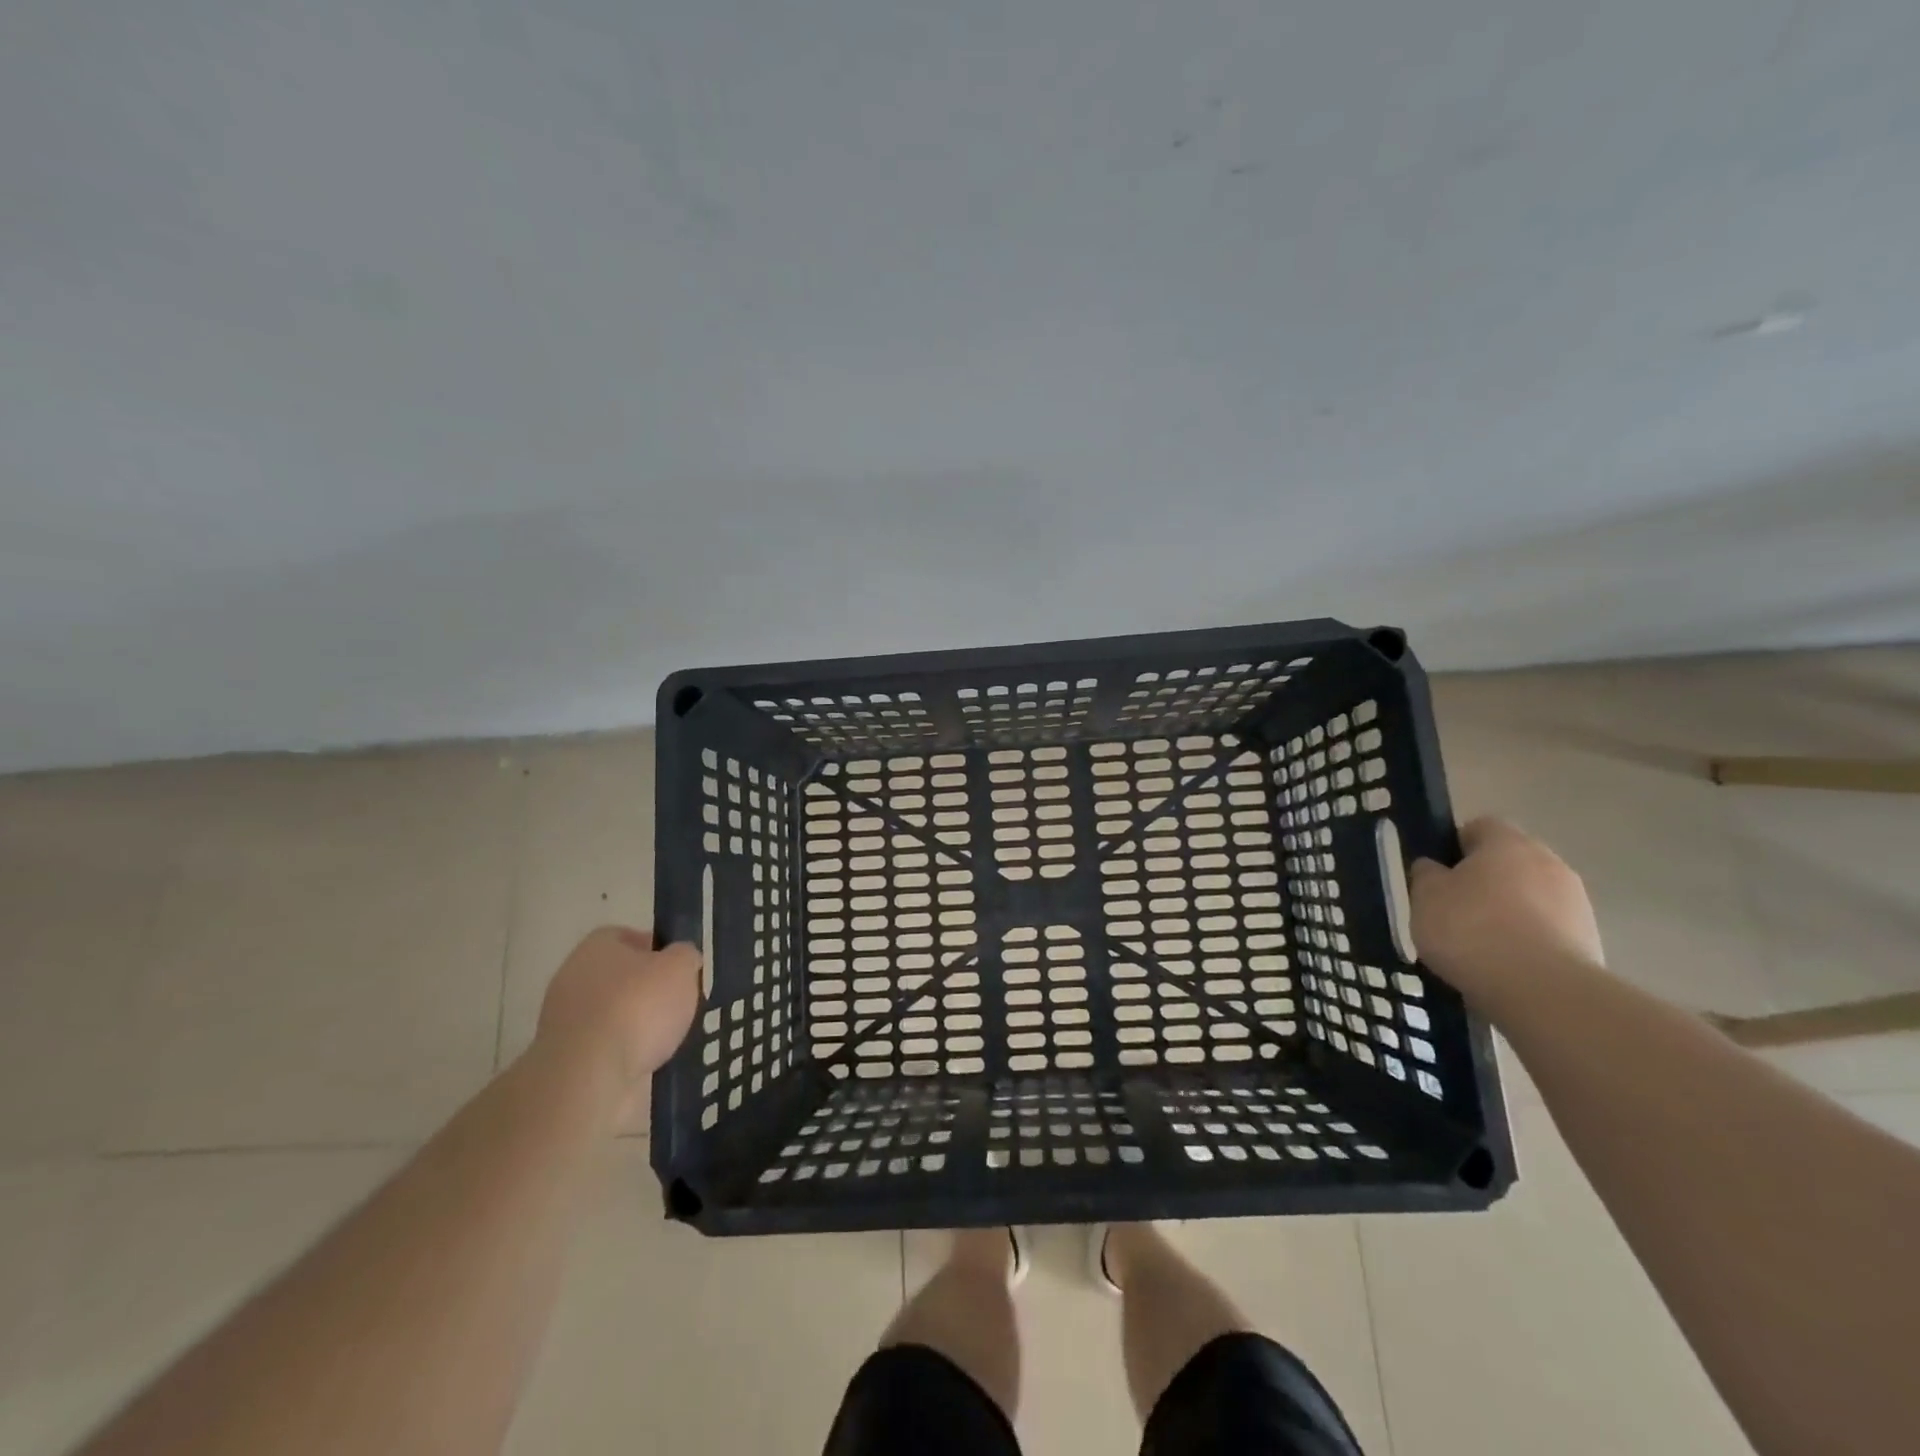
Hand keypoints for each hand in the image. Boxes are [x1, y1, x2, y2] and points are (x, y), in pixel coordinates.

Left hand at [535, 929, 701, 1095]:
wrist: (591, 1078)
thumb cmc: (638, 1007)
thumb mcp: (681, 967)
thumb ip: (685, 956)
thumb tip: (682, 958)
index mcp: (596, 947)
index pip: (627, 936)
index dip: (657, 948)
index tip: (680, 967)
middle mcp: (573, 979)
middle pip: (620, 978)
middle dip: (649, 990)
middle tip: (680, 1002)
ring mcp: (565, 1023)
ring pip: (615, 1016)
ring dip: (639, 1026)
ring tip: (672, 1038)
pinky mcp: (567, 1062)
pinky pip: (608, 1050)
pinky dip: (628, 1055)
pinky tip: (652, 1063)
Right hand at [1409, 818, 1603, 1002]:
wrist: (1541, 990)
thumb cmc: (1471, 929)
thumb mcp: (1425, 896)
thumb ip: (1427, 874)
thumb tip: (1435, 868)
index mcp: (1507, 842)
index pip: (1479, 827)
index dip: (1454, 846)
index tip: (1437, 875)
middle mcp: (1549, 862)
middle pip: (1509, 862)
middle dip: (1484, 881)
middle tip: (1453, 910)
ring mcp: (1576, 902)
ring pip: (1531, 897)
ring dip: (1508, 913)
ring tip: (1479, 946)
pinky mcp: (1591, 940)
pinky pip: (1548, 930)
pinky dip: (1527, 942)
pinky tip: (1505, 967)